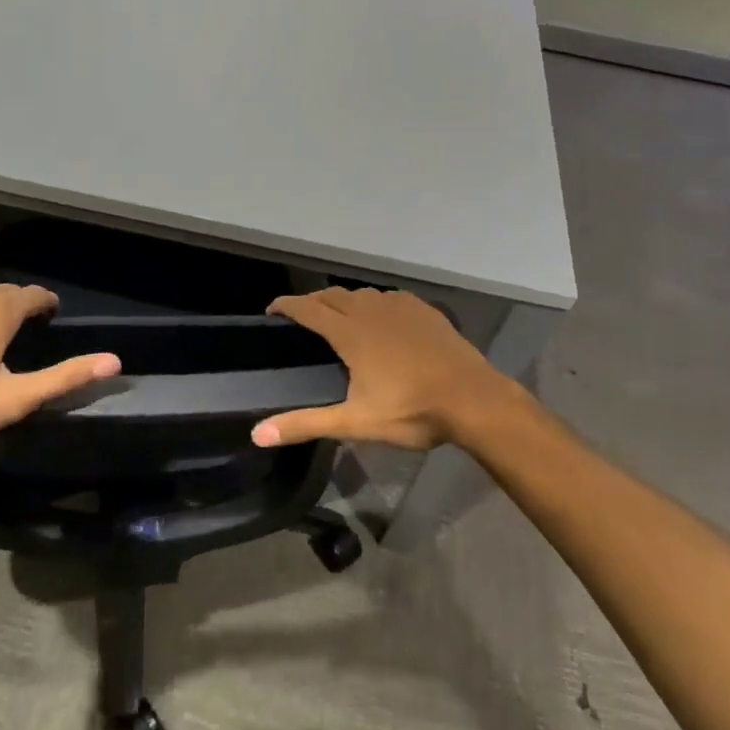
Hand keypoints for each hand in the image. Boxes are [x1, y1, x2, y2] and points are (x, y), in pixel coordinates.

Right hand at [253, 289, 521, 450]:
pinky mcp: (424, 310)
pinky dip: (373, 304)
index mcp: (351, 333)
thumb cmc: (411, 410)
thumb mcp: (354, 423)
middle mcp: (371, 311)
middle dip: (313, 301)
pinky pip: (389, 298)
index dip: (287, 306)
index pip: (308, 308)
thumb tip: (256, 435)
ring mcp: (400, 307)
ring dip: (343, 301)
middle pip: (333, 296)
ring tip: (338, 317)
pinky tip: (380, 318)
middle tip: (301, 316)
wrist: (473, 399)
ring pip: (362, 294)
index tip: (272, 310)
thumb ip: (305, 424)